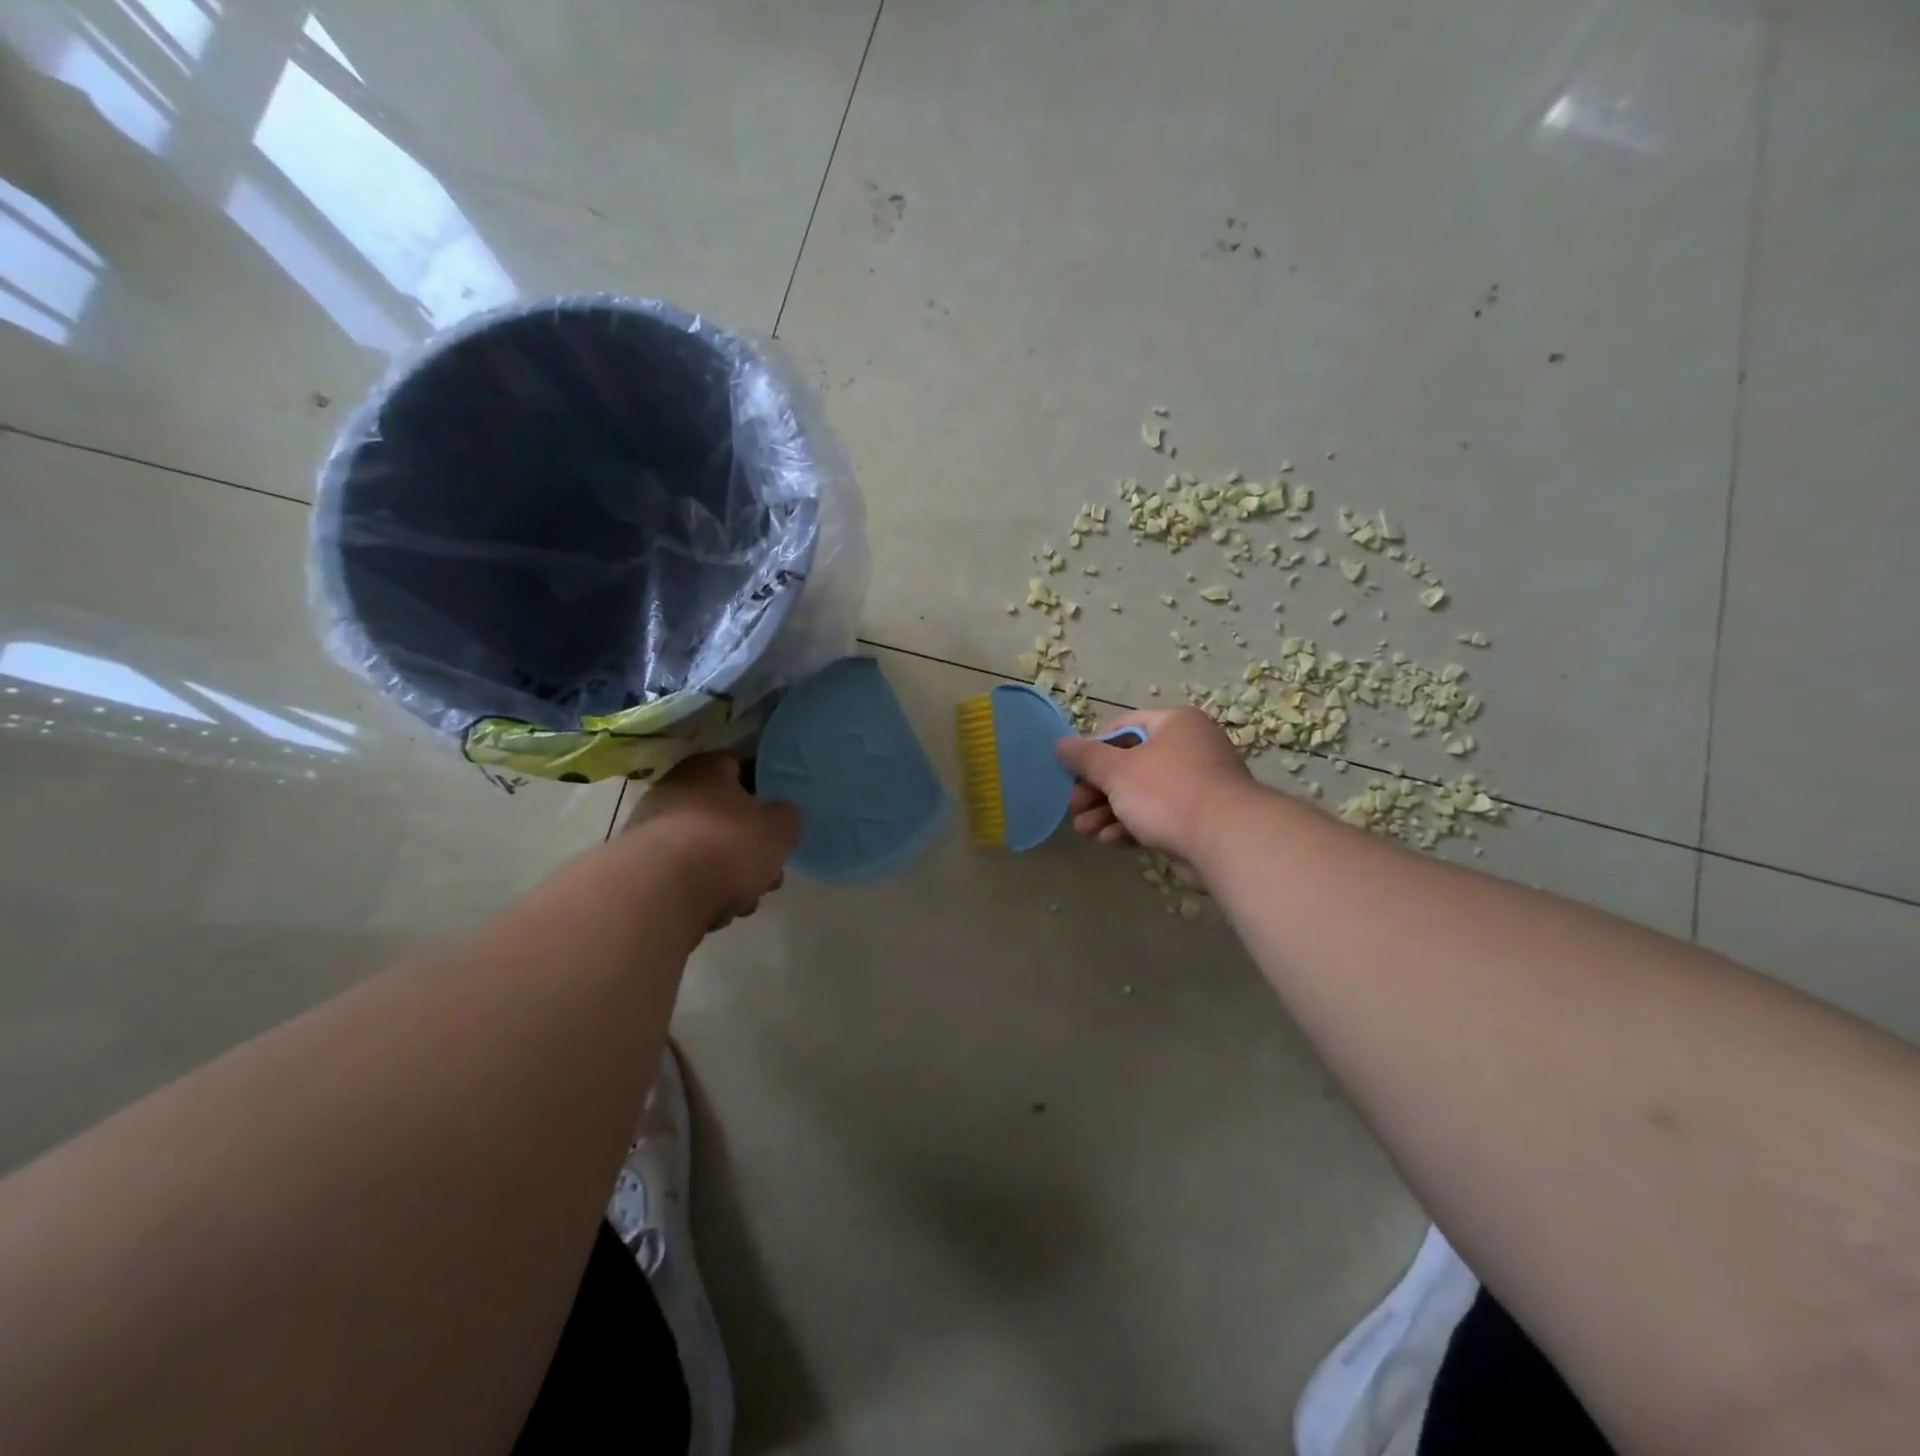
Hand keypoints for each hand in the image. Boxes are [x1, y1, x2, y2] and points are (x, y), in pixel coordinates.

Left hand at [623, 753, 800, 927]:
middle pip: (723, 815)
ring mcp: (651, 833)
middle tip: (770, 868)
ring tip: (747, 901)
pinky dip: (702, 892)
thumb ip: (786, 817)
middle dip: (749, 844)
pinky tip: (717, 912)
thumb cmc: (727, 844)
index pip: (739, 765)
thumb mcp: (780, 827)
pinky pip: (683, 878)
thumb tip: (779, 817)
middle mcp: (672, 792)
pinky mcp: (640, 872)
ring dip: (729, 874)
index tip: (780, 814)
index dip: (764, 789)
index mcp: (706, 768)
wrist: (659, 894)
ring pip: (705, 850)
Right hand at [1055, 708, 1254, 864]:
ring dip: (1107, 812)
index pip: (1123, 727)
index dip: (1093, 749)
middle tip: (1074, 808)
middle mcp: (1188, 748)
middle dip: (1096, 790)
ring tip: (1084, 831)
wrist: (1226, 841)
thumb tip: (1060, 744)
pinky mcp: (1197, 819)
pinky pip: (1156, 816)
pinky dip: (1131, 826)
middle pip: (1129, 764)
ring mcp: (1195, 785)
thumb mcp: (1117, 770)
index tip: (1072, 771)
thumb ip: (1085, 757)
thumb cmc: (1167, 792)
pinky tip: (1109, 841)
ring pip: (1140, 794)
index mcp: (1174, 724)